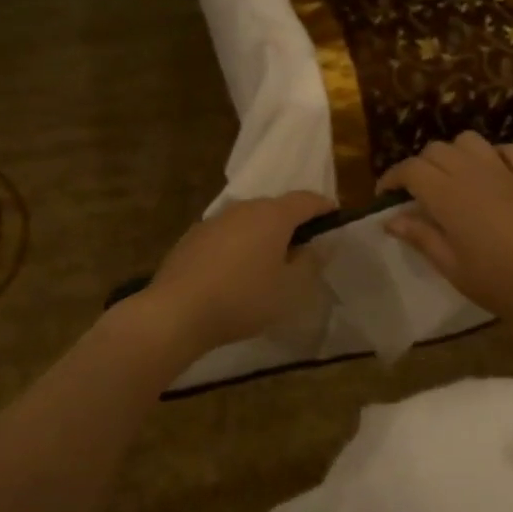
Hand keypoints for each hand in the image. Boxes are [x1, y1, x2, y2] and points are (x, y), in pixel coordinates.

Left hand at [139, 191, 335, 356]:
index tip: (335, 218)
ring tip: (269, 262)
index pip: (306, 200)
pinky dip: (238, 245)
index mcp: (272, 215)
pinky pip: (226, 235)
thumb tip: (319, 245)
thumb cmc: (243, 299)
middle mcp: (243, 209)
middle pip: (275, 207)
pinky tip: (236, 272)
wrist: (177, 311)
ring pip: (248, 220)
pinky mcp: (192, 238)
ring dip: (263, 234)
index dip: (324, 207)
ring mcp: (214, 221)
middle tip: (303, 247)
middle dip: (293, 222)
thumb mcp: (290, 289)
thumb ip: (310, 263)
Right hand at [380, 134, 512, 330]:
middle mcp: (474, 174)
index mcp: (449, 196)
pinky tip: (489, 174)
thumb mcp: (455, 270)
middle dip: (418, 166)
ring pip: (469, 141)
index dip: (392, 178)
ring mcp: (505, 173)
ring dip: (452, 154)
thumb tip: (392, 220)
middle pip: (436, 149)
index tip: (384, 198)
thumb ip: (423, 239)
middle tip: (414, 196)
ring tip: (448, 181)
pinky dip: (491, 155)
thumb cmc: (506, 283)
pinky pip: (507, 151)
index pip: (411, 169)